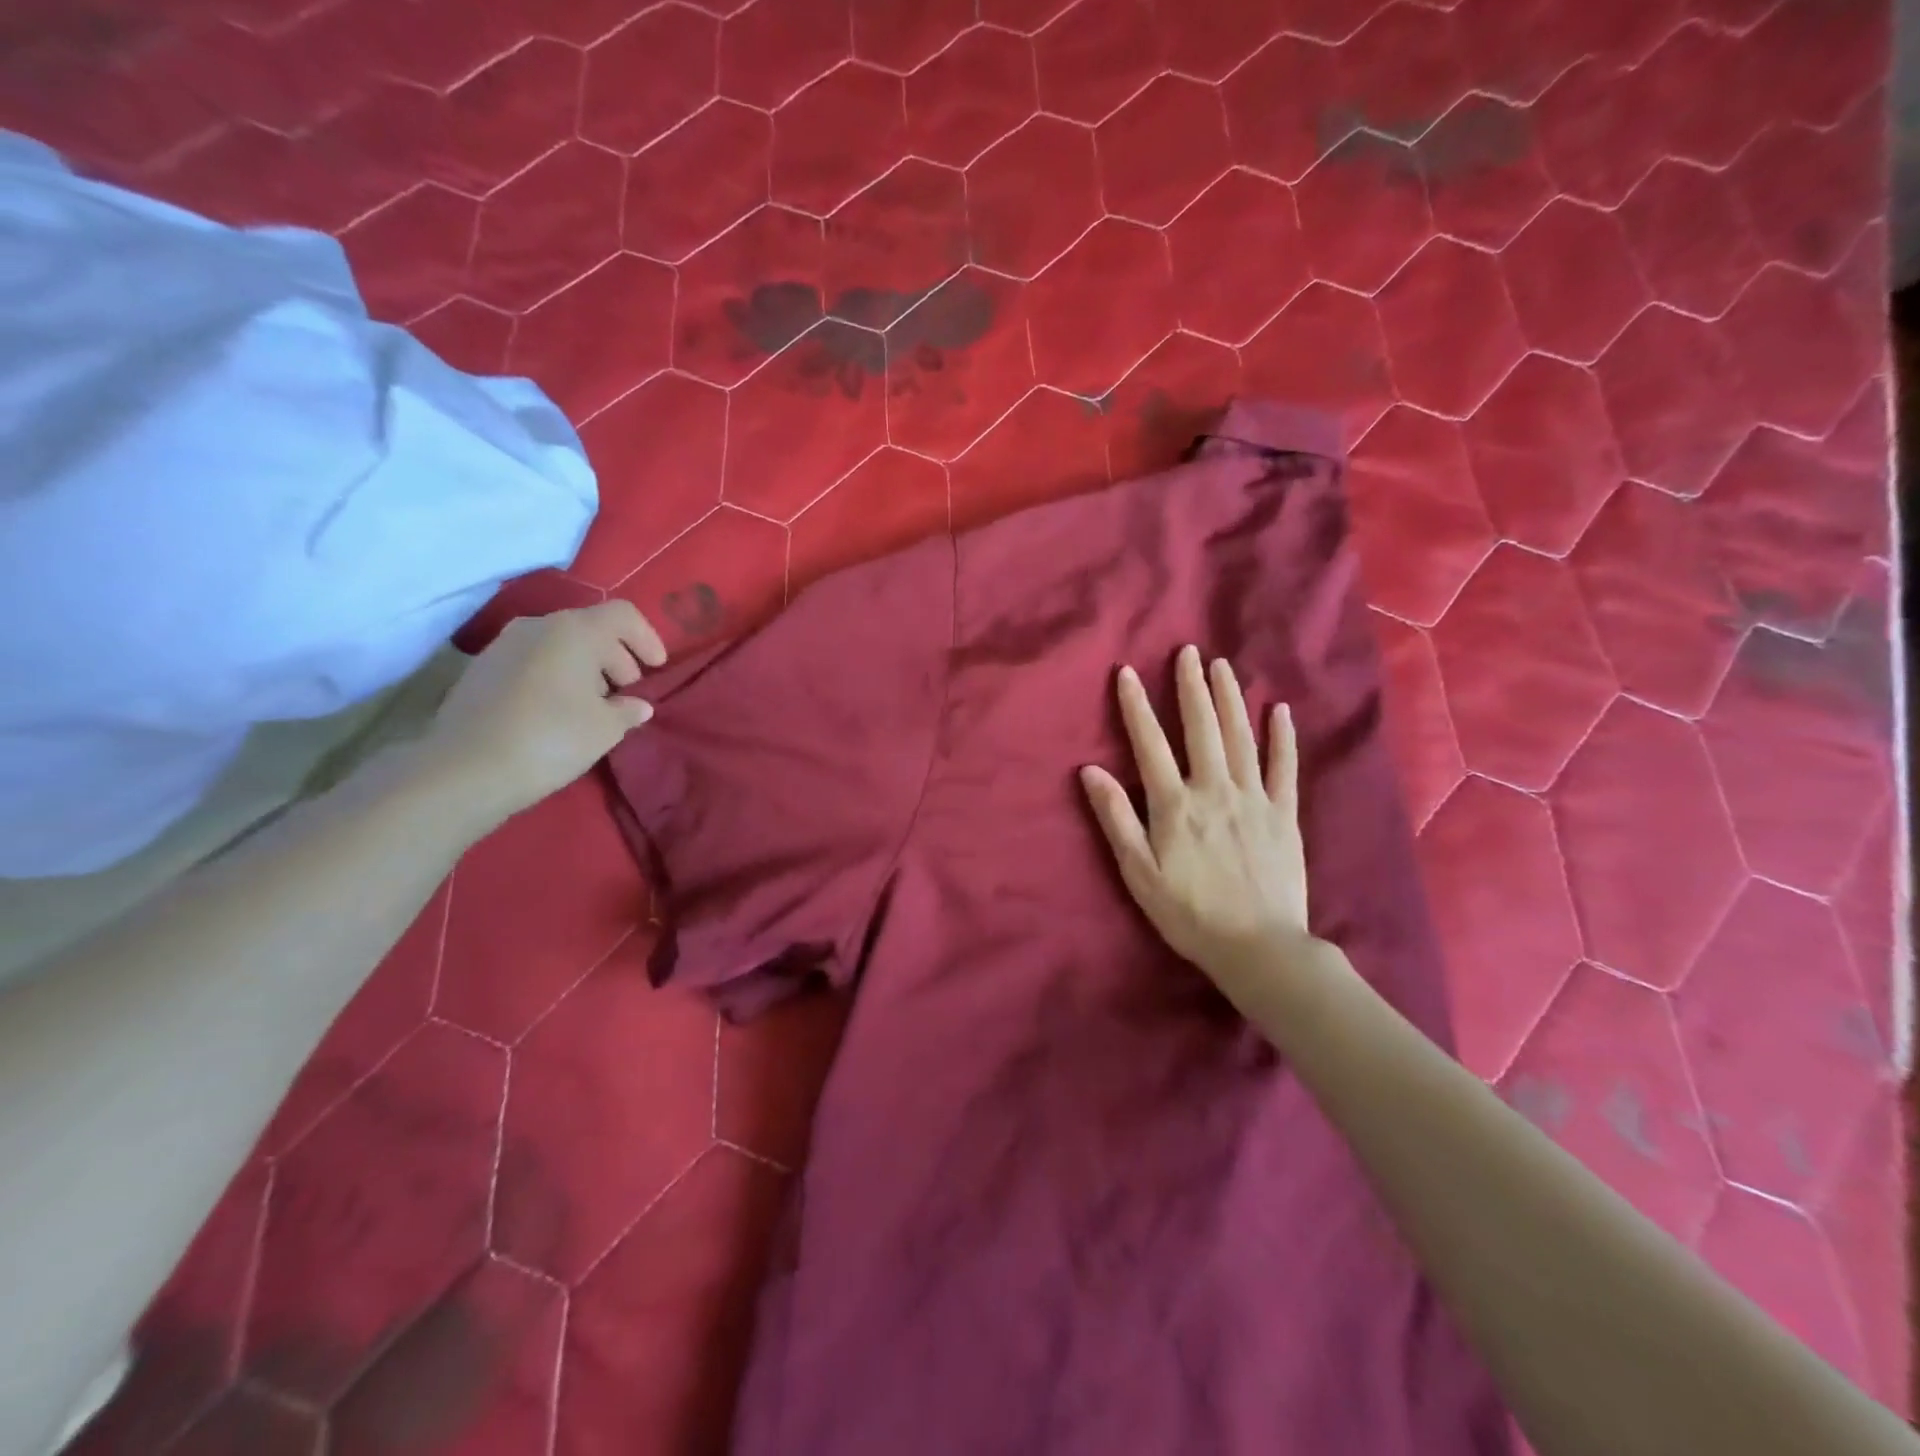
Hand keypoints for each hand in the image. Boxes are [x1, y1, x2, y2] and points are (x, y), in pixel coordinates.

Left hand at [421, 601, 666, 823]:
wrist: (466, 769)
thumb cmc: (552, 739)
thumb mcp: (606, 728)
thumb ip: (628, 710)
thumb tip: (637, 705)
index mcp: (574, 630)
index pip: (623, 615)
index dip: (647, 638)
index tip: (656, 669)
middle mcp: (537, 626)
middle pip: (590, 628)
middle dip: (616, 657)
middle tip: (628, 693)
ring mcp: (503, 645)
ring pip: (559, 645)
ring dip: (585, 668)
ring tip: (595, 706)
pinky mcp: (481, 669)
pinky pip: (533, 661)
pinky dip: (556, 677)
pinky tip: (559, 712)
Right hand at [1080, 645, 1315, 985]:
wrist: (1259, 948)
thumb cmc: (1189, 914)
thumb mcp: (1139, 873)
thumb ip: (1115, 819)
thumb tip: (1089, 771)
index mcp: (1175, 805)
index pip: (1150, 744)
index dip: (1136, 706)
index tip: (1128, 672)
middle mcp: (1214, 790)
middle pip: (1201, 728)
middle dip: (1191, 687)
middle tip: (1188, 651)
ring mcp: (1254, 799)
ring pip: (1241, 737)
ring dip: (1230, 699)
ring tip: (1222, 666)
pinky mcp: (1284, 815)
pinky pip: (1284, 768)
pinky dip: (1282, 737)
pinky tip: (1279, 711)